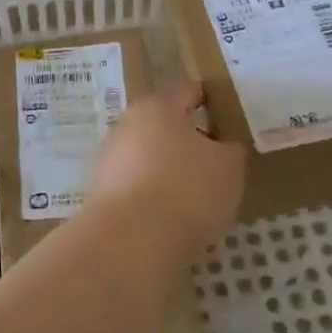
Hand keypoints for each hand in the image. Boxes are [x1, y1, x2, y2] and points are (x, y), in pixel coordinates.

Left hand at [88, 82, 244, 252]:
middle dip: (189, 141)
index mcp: (158, 107)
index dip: (210, 101)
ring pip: (148, 158)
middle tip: (216, 162)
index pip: (188, 92)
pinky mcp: (101, 194)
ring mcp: (109, 160)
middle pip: (164, 126)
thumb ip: (230, 150)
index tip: (226, 115)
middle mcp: (127, 126)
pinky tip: (173, 218)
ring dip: (170, 171)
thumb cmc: (187, 189)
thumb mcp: (228, 167)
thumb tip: (222, 147)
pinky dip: (154, 197)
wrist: (131, 240)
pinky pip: (137, 188)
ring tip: (198, 196)